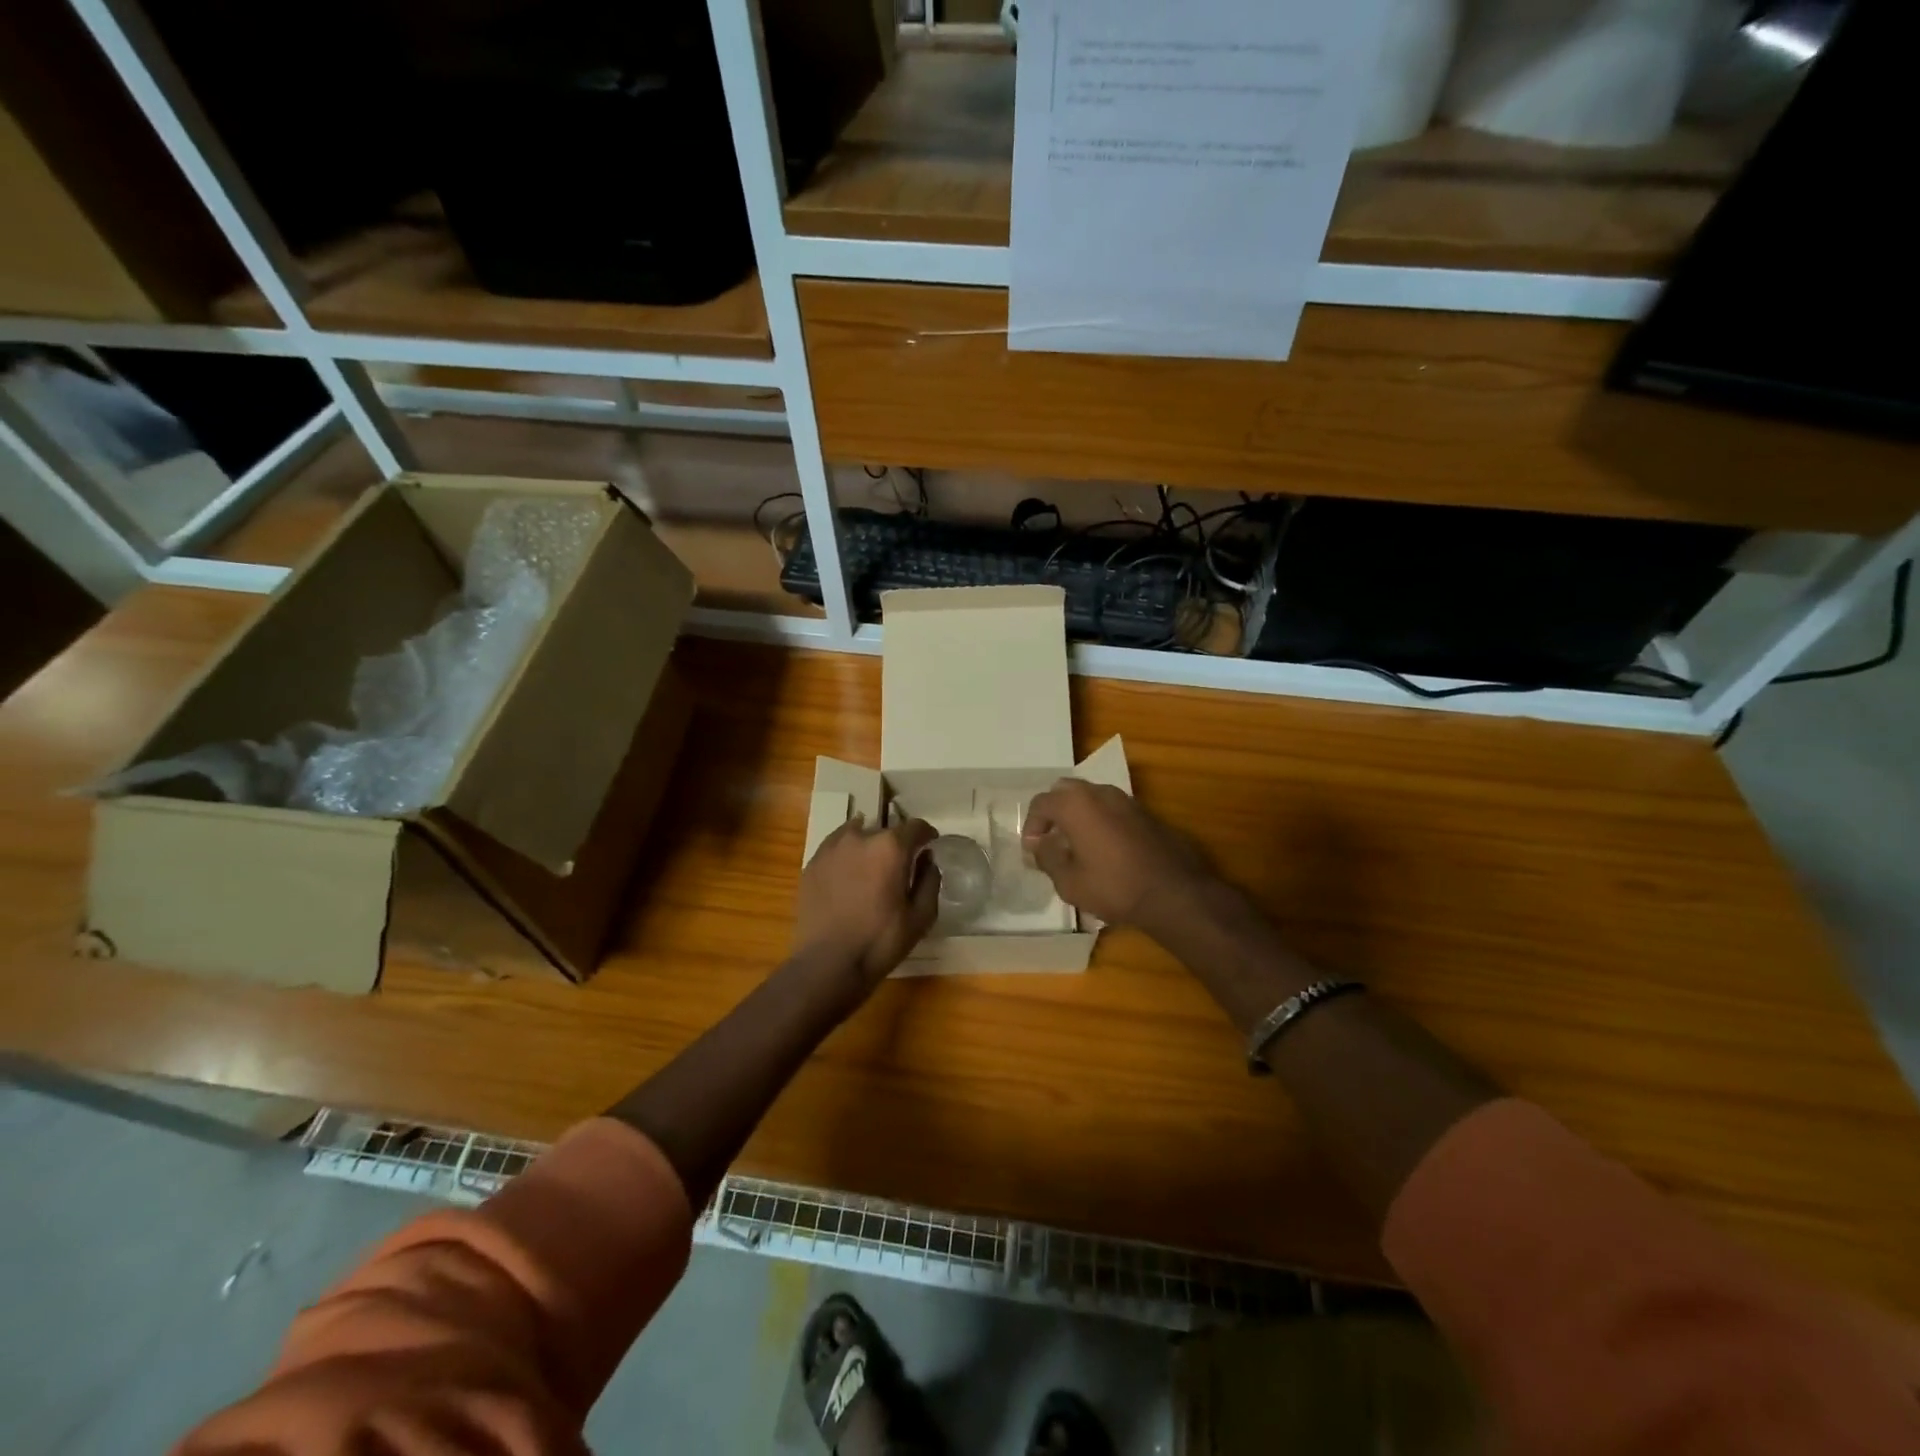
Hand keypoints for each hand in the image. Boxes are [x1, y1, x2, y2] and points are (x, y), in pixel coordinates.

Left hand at [794, 815, 940, 994]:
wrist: (827, 963)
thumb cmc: (880, 941)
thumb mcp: (920, 917)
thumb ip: (929, 881)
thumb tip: (927, 859)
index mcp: (890, 848)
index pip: (915, 826)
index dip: (926, 834)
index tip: (930, 844)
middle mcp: (860, 837)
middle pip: (884, 830)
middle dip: (896, 844)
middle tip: (899, 866)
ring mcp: (831, 848)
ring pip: (857, 834)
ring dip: (868, 845)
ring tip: (871, 867)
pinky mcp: (812, 863)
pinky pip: (835, 848)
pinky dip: (846, 855)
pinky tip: (848, 875)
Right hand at [1022, 779, 1212, 931]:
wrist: (1174, 893)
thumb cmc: (1114, 887)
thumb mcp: (1069, 882)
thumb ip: (1047, 857)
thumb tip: (1038, 845)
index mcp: (1076, 804)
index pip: (1041, 803)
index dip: (1031, 826)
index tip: (1033, 851)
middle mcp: (1100, 792)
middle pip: (1065, 791)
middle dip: (1054, 813)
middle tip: (1052, 841)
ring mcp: (1126, 800)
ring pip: (1091, 797)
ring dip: (1078, 815)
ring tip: (1077, 846)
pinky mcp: (1145, 813)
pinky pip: (1112, 809)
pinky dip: (1100, 821)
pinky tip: (1104, 849)